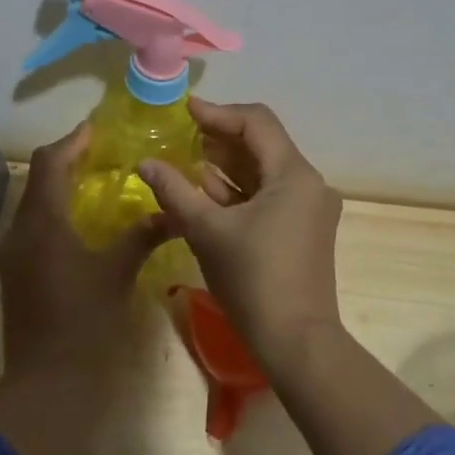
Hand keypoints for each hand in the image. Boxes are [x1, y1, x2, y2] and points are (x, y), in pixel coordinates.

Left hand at [0, 121, 164, 428]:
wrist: (45, 384)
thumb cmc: (84, 323)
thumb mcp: (118, 273)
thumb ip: (141, 236)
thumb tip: (170, 212)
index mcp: (42, 222)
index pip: (49, 163)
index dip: (72, 142)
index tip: (96, 129)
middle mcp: (20, 231)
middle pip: (38, 179)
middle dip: (67, 161)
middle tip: (102, 154)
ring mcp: (13, 254)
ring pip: (34, 204)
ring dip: (61, 187)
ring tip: (96, 182)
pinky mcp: (16, 274)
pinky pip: (34, 227)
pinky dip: (56, 212)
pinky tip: (83, 222)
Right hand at [138, 99, 343, 376]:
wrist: (297, 343)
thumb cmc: (253, 280)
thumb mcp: (207, 231)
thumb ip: (175, 191)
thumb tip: (145, 163)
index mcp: (294, 174)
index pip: (256, 122)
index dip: (218, 113)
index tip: (184, 112)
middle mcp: (309, 183)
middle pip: (262, 143)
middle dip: (221, 138)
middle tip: (181, 136)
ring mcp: (309, 207)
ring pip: (265, 170)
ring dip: (227, 164)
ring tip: (188, 161)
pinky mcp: (303, 229)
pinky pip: (269, 194)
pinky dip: (239, 189)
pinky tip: (207, 192)